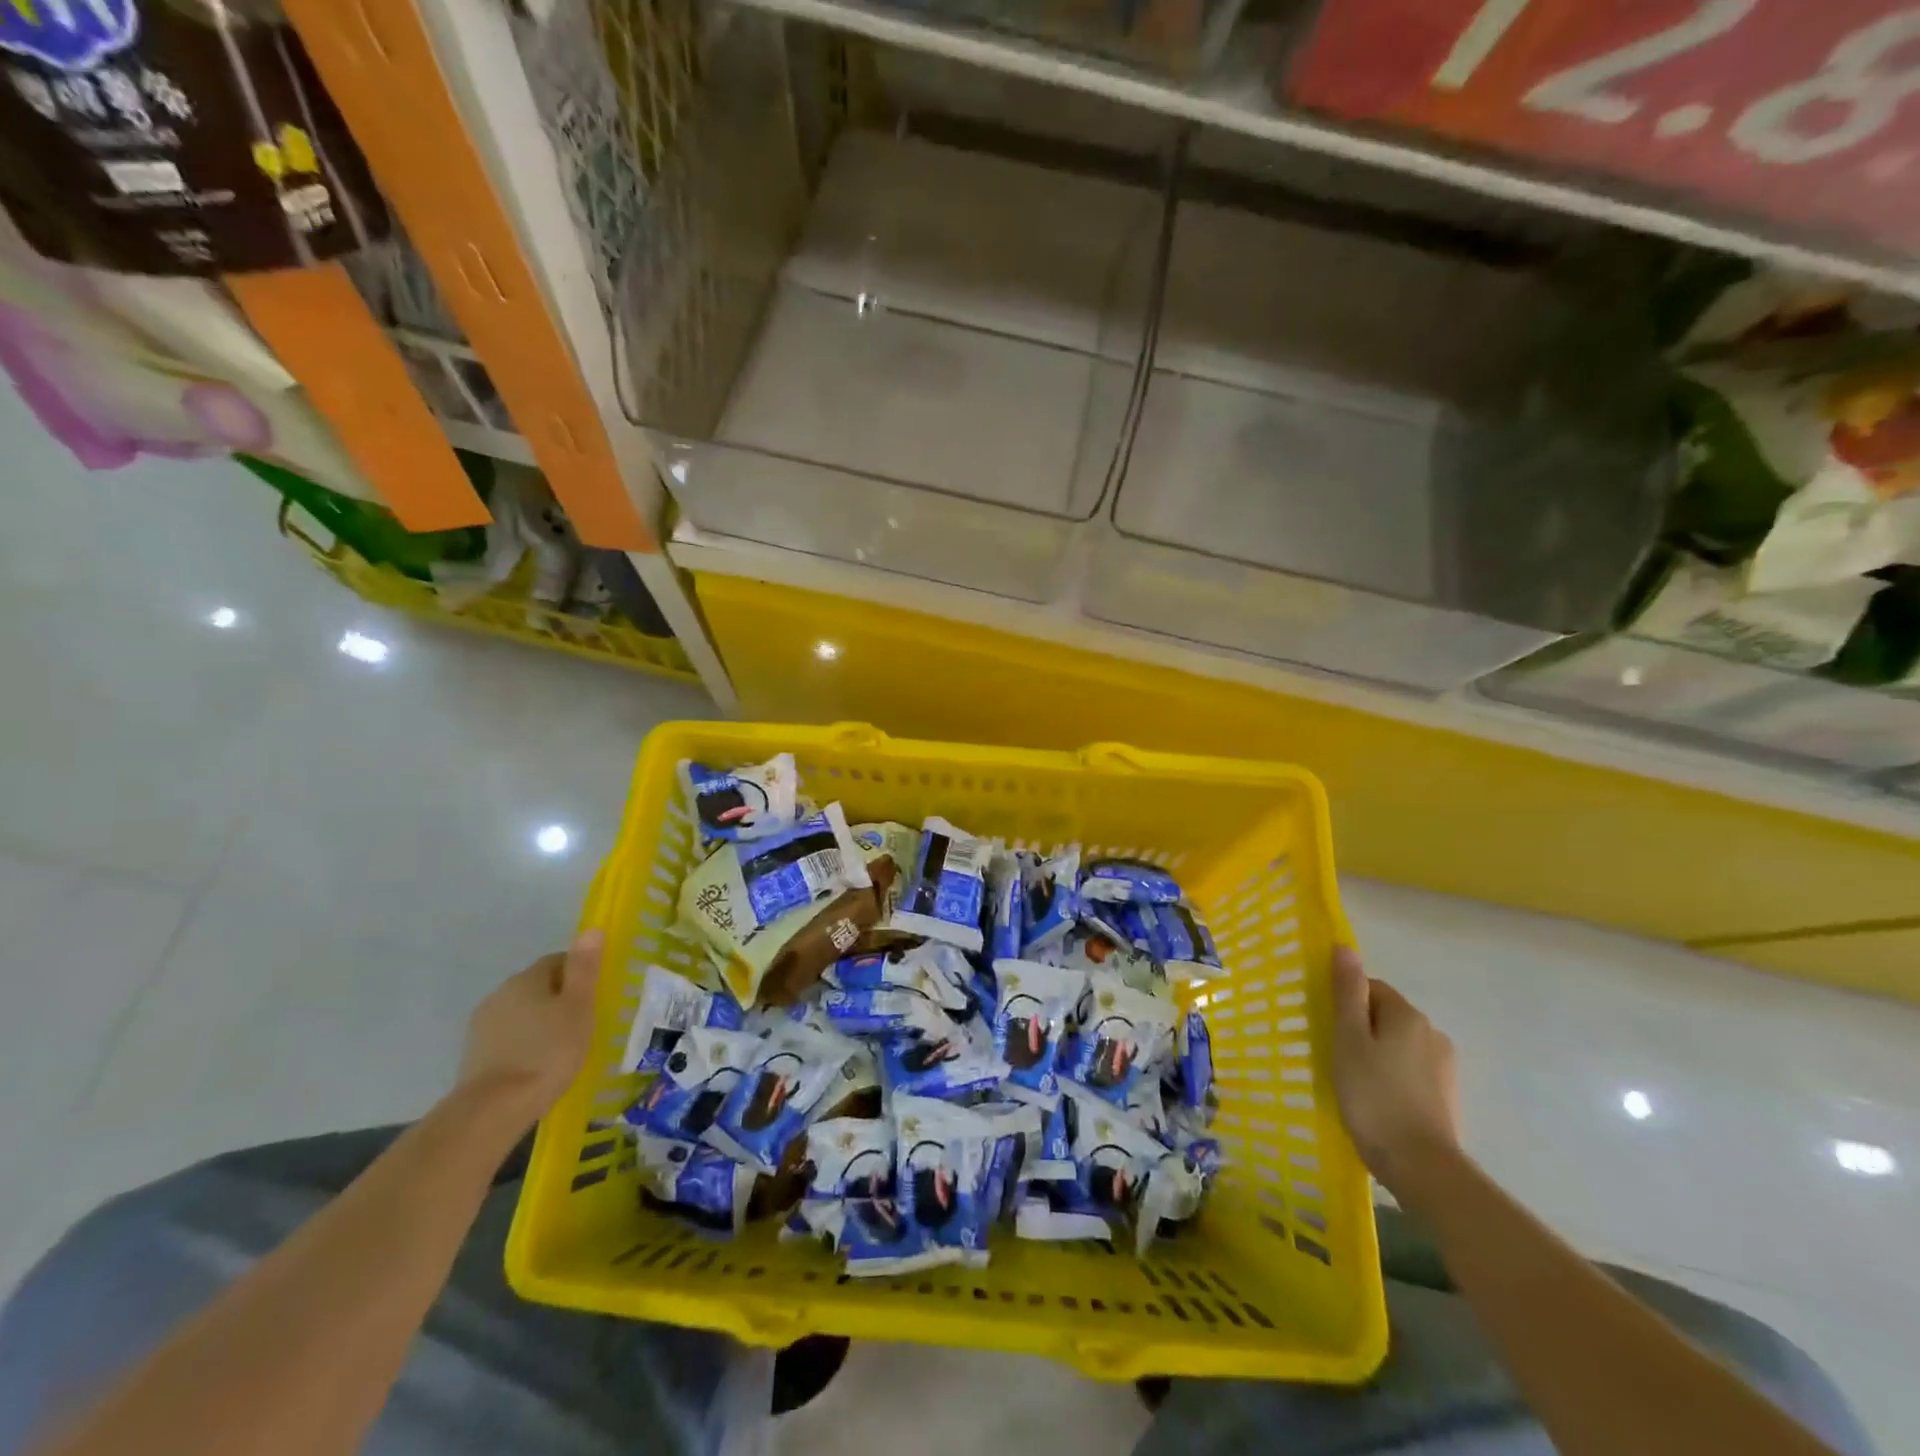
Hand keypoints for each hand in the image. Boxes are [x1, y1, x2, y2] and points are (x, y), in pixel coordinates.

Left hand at [456, 930, 603, 1126]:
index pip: (558, 961)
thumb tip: (591, 928)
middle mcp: (500, 993)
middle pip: (538, 986)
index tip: (596, 997)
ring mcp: (483, 1025)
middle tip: (583, 1023)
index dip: (580, 974)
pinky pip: (509, 1037)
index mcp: (527, 978)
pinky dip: (524, 1044)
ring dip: (540, 1022)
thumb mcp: (579, 1007)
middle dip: (560, 999)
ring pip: (522, 1012)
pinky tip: (538, 1066)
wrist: (493, 1110)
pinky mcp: (475, 1054)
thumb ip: (584, 968)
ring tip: (562, 1048)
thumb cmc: (548, 1053)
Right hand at [1329, 945, 1461, 1196]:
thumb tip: (1345, 946)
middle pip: (1385, 1016)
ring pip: (1398, 1045)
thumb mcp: (1349, 1039)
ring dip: (1376, 1055)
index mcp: (1408, 1015)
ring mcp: (1444, 1067)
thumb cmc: (1374, 1095)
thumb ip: (1347, 992)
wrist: (1421, 1167)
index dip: (1345, 1005)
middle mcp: (1433, 1033)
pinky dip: (1392, 1078)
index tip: (1329, 1030)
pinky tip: (1377, 1102)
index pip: (1371, 988)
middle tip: (1336, 1057)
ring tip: (1354, 1084)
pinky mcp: (1446, 1096)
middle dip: (1360, 1030)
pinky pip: (1410, 1072)